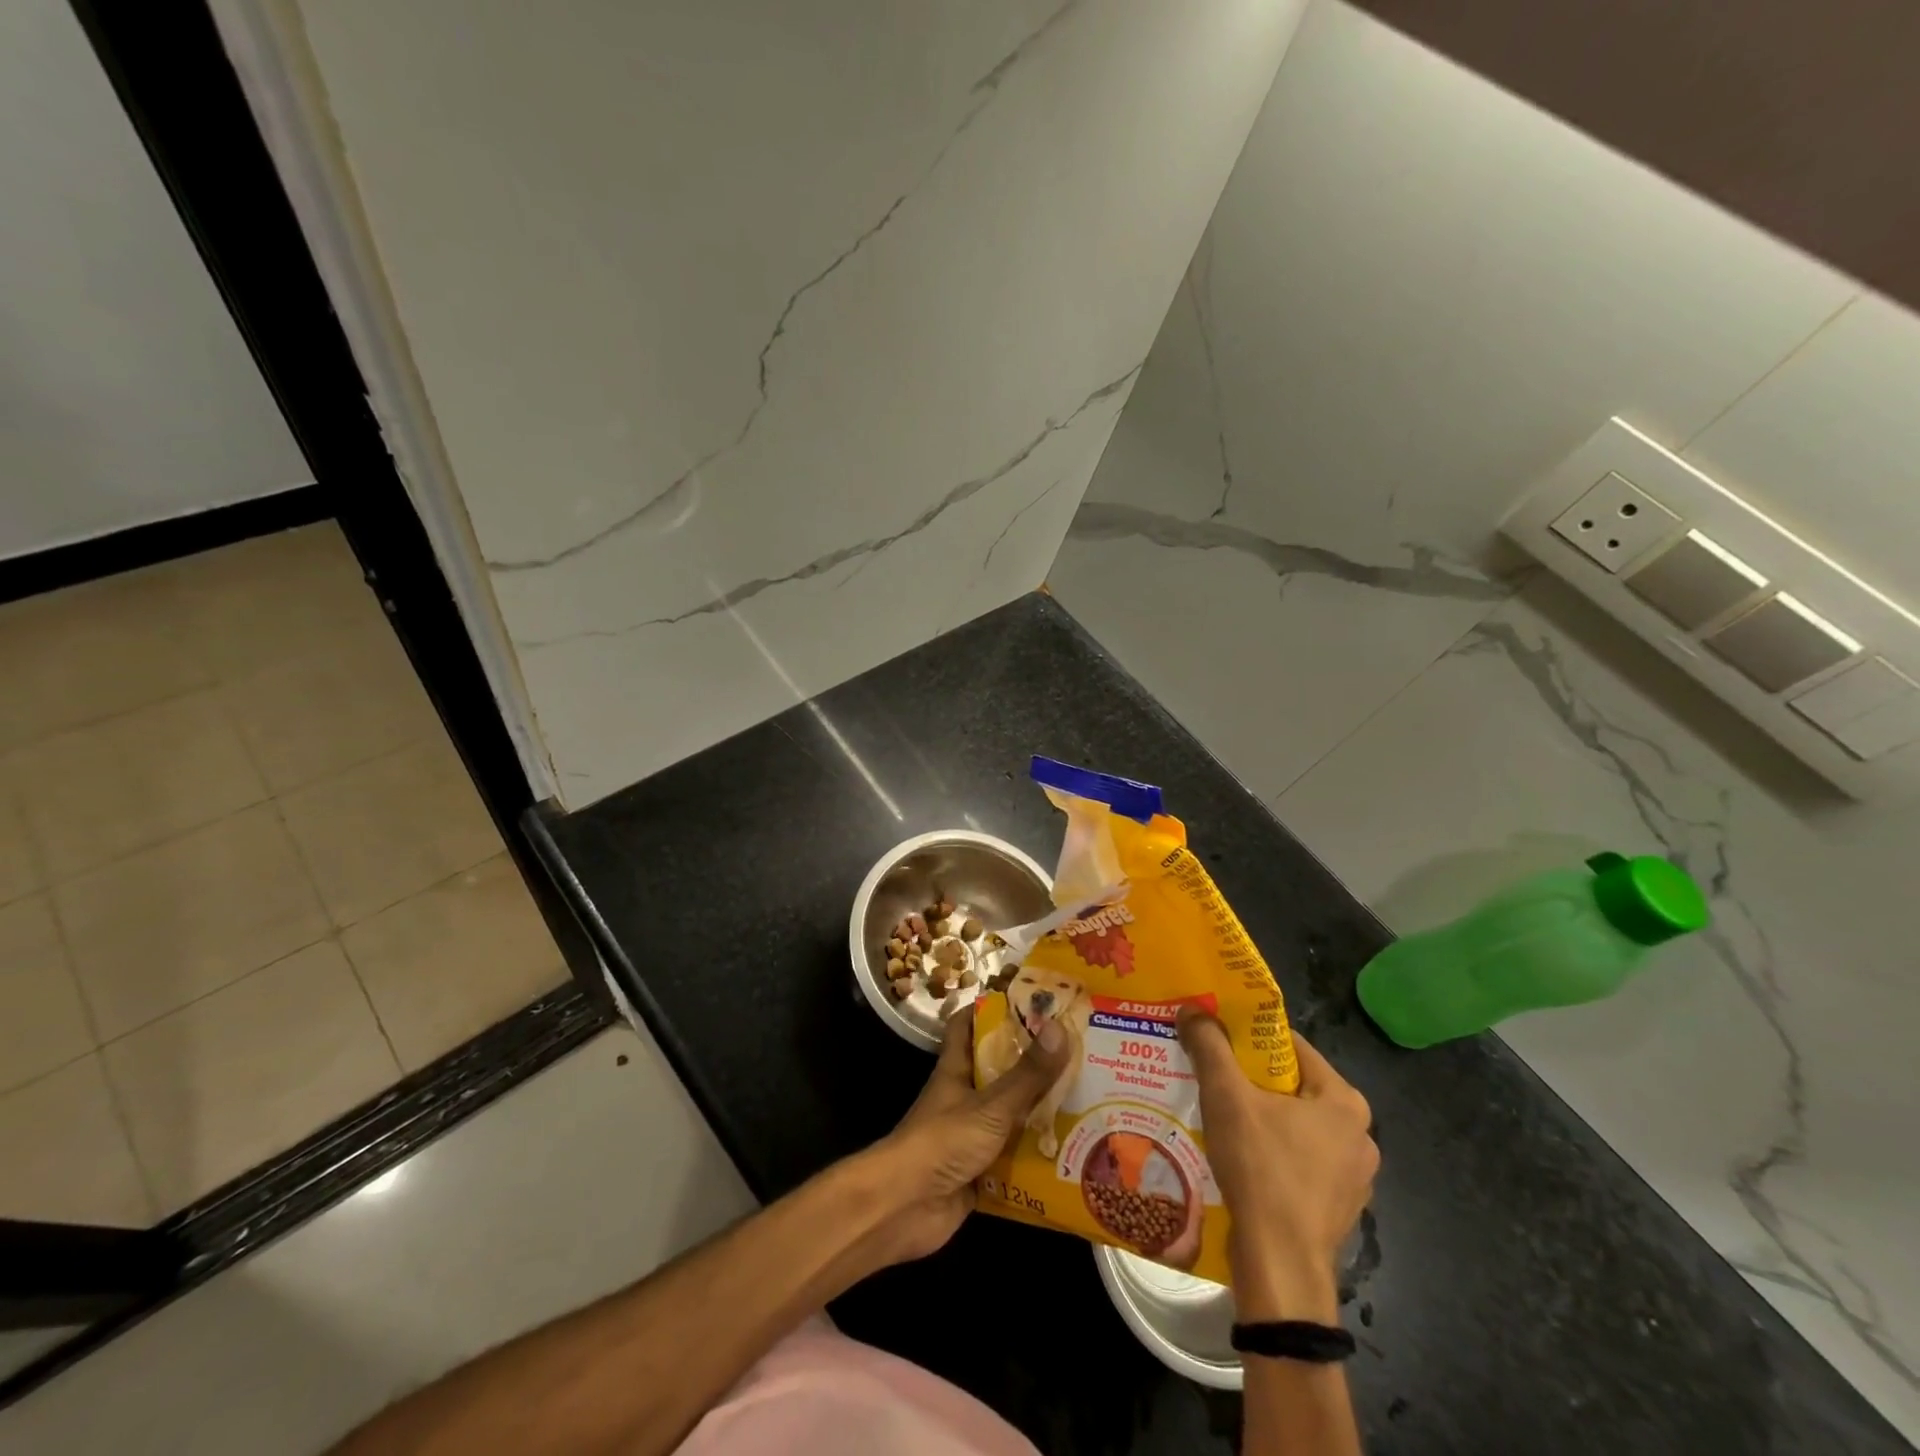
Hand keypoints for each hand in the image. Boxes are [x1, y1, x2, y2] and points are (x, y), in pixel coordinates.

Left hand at [867, 1006, 1069, 1265]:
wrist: (906, 1208)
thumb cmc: (943, 1141)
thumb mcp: (991, 1105)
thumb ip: (1027, 1073)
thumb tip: (1060, 1026)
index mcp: (956, 1068)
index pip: (967, 1025)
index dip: (990, 1009)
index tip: (1028, 1002)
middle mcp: (963, 1096)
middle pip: (999, 1071)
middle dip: (1032, 1064)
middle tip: (1077, 1055)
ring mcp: (971, 1135)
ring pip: (1010, 1115)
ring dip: (1040, 1112)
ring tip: (1086, 1102)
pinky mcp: (980, 1172)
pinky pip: (1014, 1158)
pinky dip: (1037, 1157)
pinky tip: (1073, 1155)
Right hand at [1178, 1011, 1377, 1321]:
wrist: (1280, 1267)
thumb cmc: (1261, 1169)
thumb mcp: (1226, 1096)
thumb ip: (1210, 1046)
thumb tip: (1192, 1008)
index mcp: (1344, 1101)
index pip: (1292, 1047)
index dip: (1250, 1037)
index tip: (1217, 1037)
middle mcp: (1360, 1136)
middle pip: (1293, 1087)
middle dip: (1252, 1080)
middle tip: (1212, 1075)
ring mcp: (1354, 1178)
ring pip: (1296, 1127)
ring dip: (1262, 1119)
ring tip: (1220, 1116)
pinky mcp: (1338, 1209)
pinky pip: (1300, 1164)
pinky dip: (1273, 1155)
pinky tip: (1240, 1160)